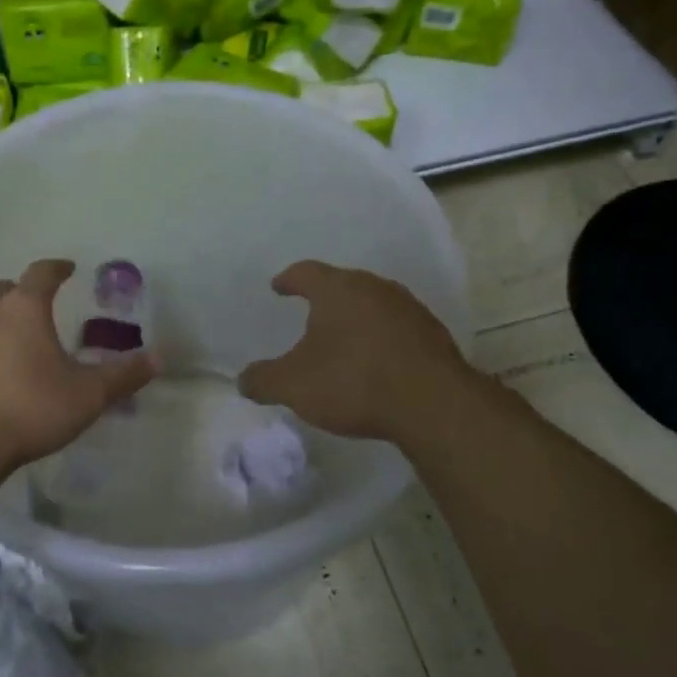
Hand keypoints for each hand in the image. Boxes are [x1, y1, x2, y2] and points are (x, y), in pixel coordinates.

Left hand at [0, 258, 156, 474]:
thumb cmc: (29, 411)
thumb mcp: (87, 396)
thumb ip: (123, 375)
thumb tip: (158, 358)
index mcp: (23, 309)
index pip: (42, 273)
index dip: (57, 268)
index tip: (68, 269)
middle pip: (5, 290)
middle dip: (22, 294)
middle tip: (39, 312)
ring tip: (11, 349)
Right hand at [238, 260, 471, 445]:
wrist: (432, 404)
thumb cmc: (353, 382)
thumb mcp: (293, 386)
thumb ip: (263, 380)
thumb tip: (243, 380)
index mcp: (338, 290)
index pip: (306, 272)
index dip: (289, 279)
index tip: (278, 287)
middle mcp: (374, 288)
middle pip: (343, 284)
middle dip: (325, 298)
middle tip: (310, 313)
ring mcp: (408, 308)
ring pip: (373, 304)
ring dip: (357, 318)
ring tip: (344, 339)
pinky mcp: (433, 334)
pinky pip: (397, 328)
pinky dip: (382, 338)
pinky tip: (378, 361)